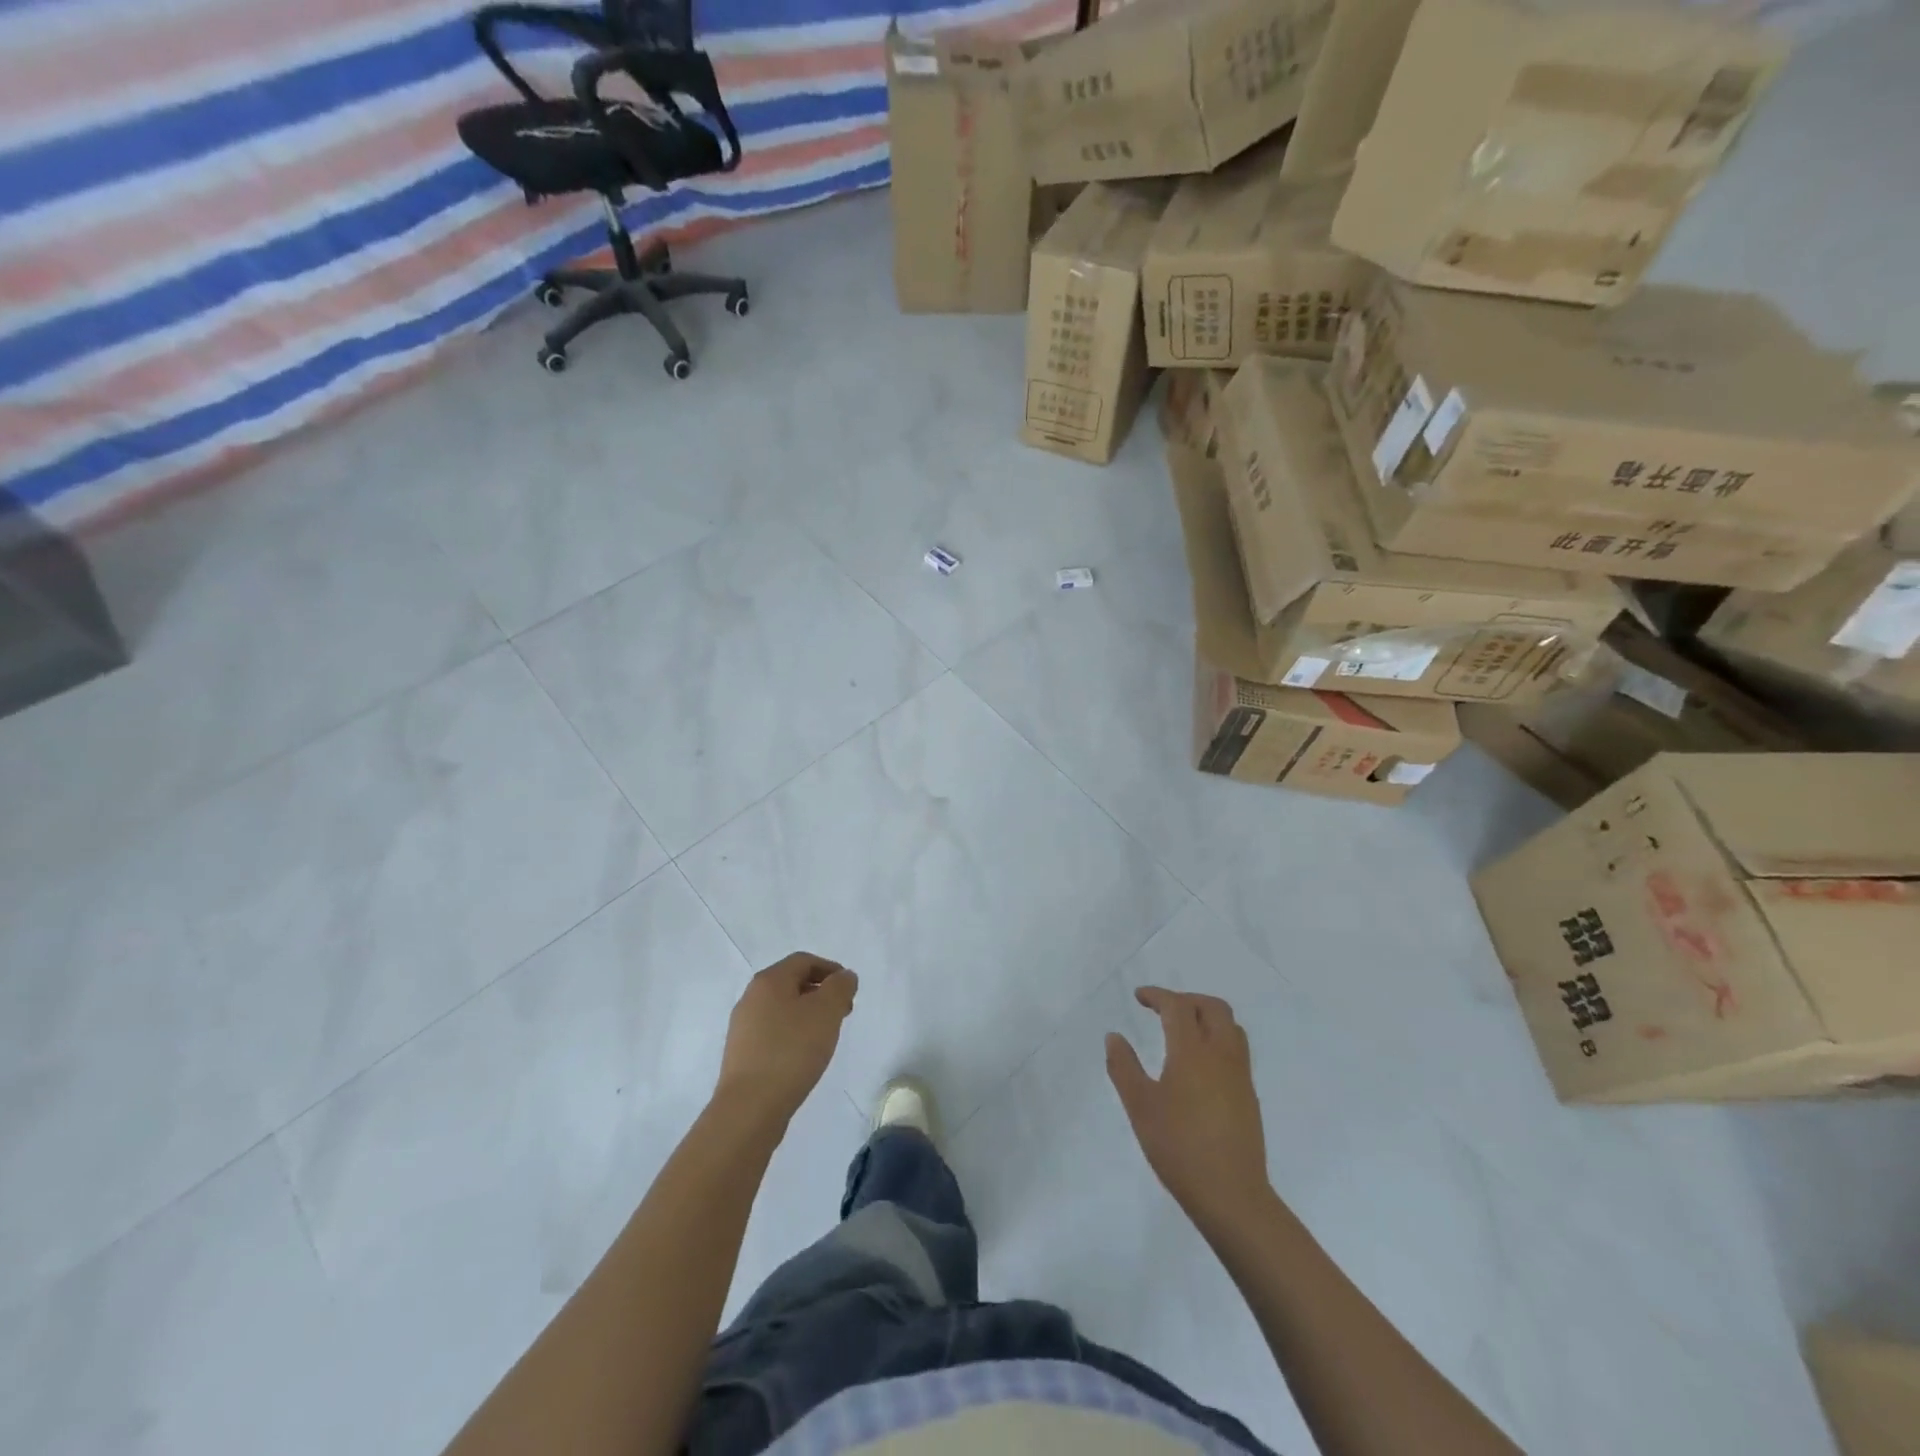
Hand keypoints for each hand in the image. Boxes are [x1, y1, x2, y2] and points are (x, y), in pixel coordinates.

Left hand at [714, 953, 857, 1126]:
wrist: (749, 1108)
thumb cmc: (792, 1051)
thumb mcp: (826, 1012)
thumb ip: (840, 987)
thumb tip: (844, 976)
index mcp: (769, 981)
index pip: (804, 961)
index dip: (831, 969)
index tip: (850, 990)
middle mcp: (751, 997)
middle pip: (792, 983)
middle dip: (821, 993)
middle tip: (843, 1013)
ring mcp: (743, 1027)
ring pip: (782, 1008)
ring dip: (808, 1014)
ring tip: (826, 1036)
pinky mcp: (742, 1053)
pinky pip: (773, 1031)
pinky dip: (793, 1034)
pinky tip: (804, 1055)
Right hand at [1107, 987, 1270, 1232]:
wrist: (1232, 1196)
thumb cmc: (1179, 1148)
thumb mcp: (1140, 1106)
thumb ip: (1124, 1067)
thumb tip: (1114, 1036)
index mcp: (1193, 1052)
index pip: (1178, 1006)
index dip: (1158, 995)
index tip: (1139, 996)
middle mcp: (1222, 1055)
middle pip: (1213, 1007)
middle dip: (1186, 1000)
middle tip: (1162, 1010)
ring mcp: (1240, 1076)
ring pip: (1230, 1027)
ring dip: (1206, 1017)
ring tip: (1182, 1032)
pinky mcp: (1249, 1096)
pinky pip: (1236, 1051)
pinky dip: (1217, 1040)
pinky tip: (1198, 1066)